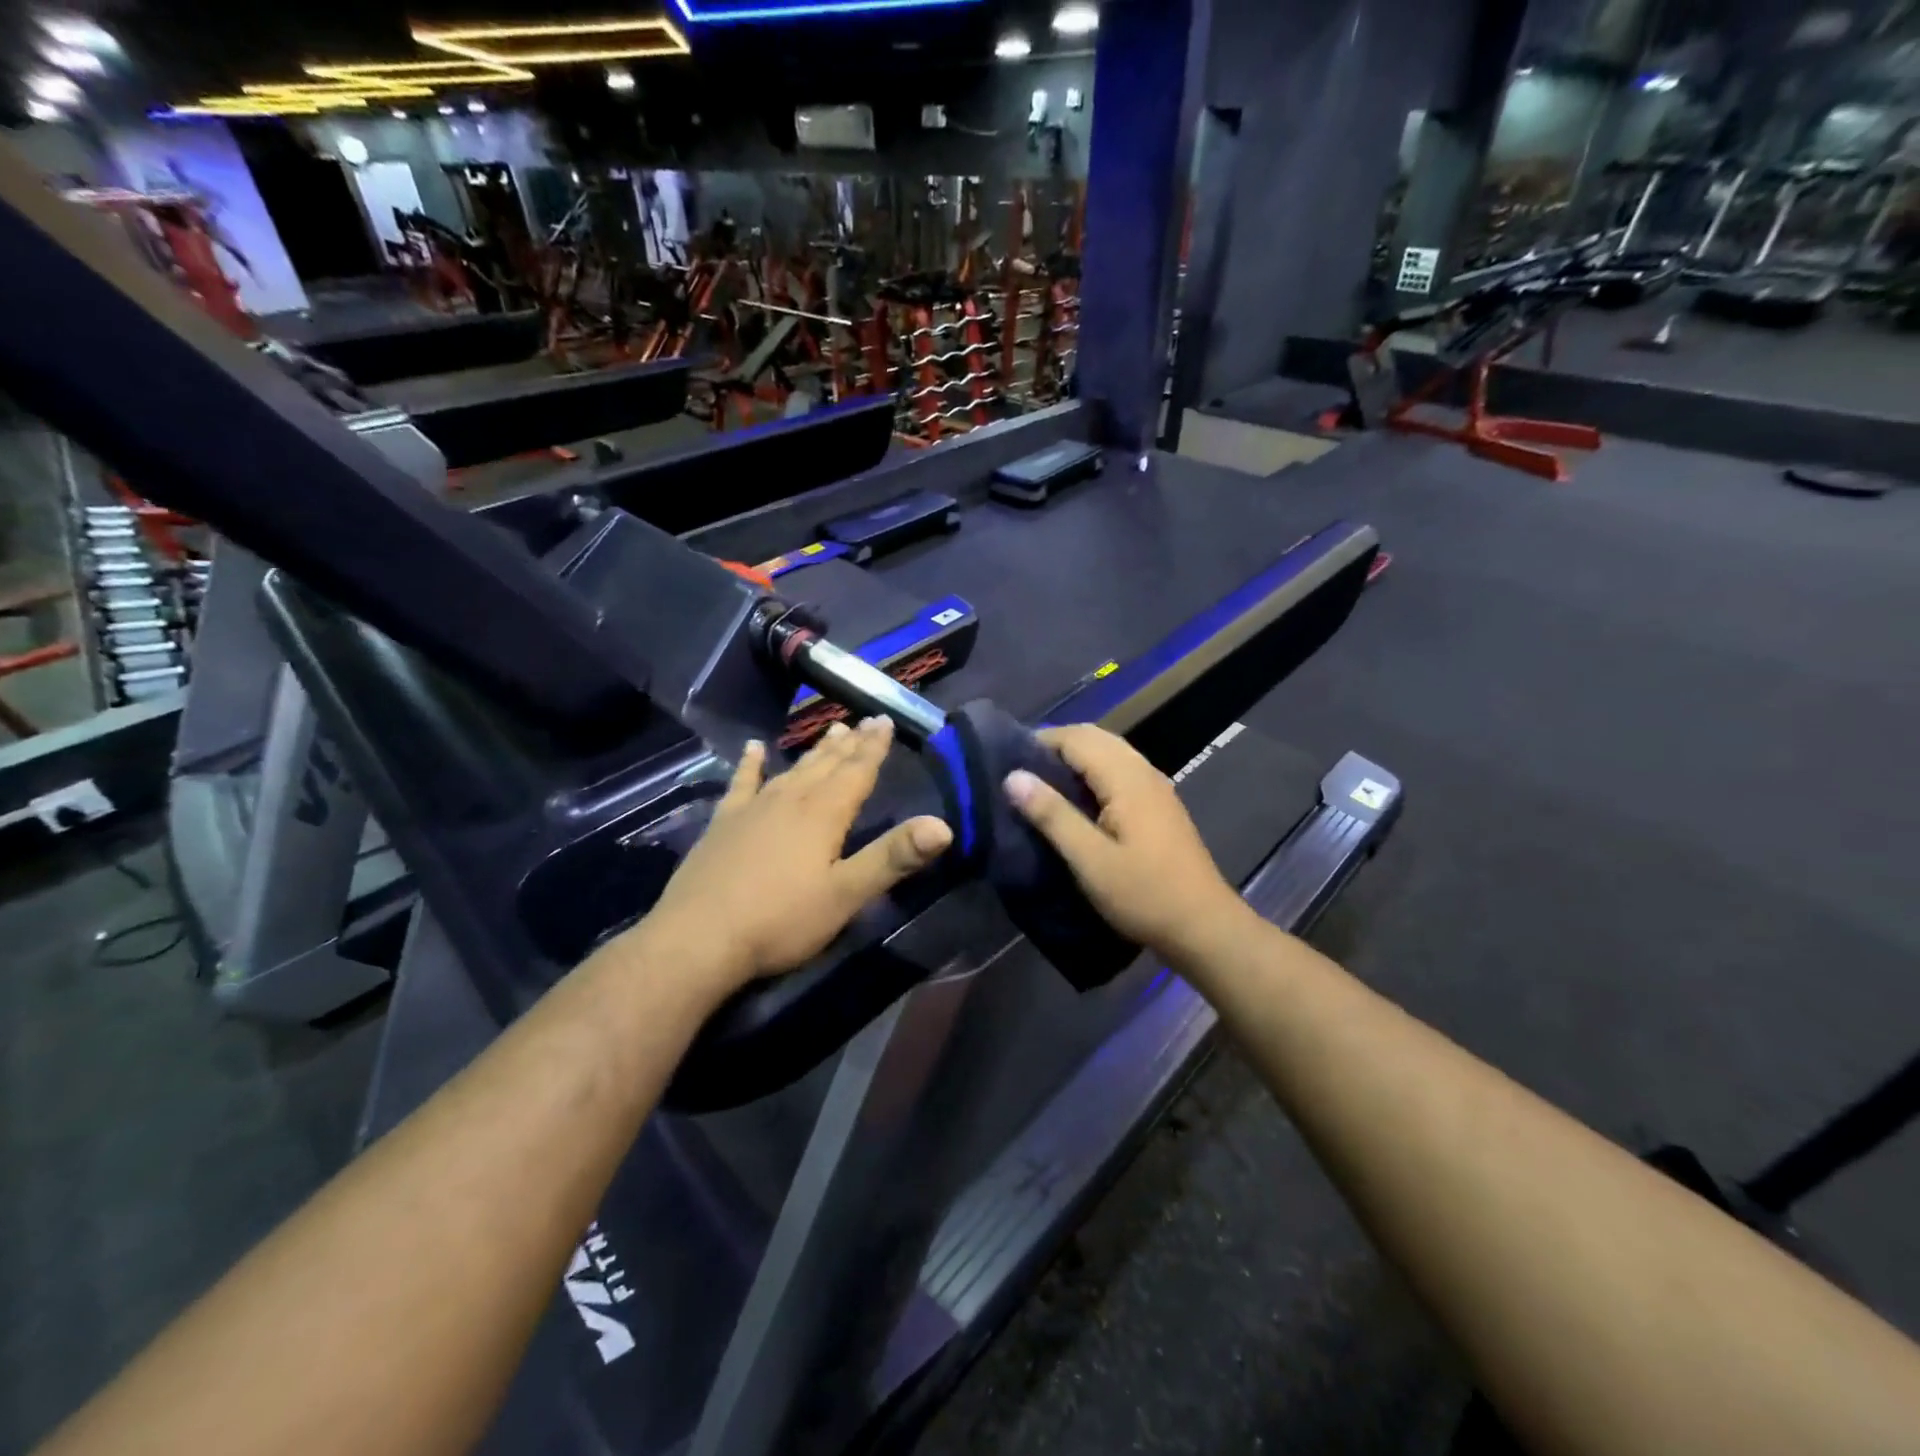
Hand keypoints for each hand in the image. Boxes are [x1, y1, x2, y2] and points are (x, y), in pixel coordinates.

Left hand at [642, 717, 952, 993]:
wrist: (698, 939)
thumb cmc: (781, 920)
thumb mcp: (846, 894)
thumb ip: (893, 858)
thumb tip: (943, 826)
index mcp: (823, 815)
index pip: (857, 772)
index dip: (874, 748)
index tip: (885, 720)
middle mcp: (790, 801)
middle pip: (826, 765)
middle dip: (850, 744)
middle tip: (865, 720)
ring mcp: (753, 810)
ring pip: (792, 771)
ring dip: (814, 752)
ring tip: (831, 730)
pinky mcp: (724, 825)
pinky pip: (741, 784)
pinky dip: (750, 765)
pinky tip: (754, 749)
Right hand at [1004, 724, 1249, 959]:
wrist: (1203, 926)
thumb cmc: (1144, 894)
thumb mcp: (1090, 860)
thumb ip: (1052, 814)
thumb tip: (1013, 776)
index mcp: (1126, 778)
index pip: (1077, 738)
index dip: (1040, 742)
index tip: (1006, 760)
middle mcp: (1143, 771)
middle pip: (1095, 737)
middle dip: (1056, 746)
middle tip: (1020, 771)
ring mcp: (1155, 787)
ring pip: (1109, 752)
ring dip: (1075, 758)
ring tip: (1042, 784)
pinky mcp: (1159, 805)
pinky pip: (1120, 770)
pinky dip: (1093, 771)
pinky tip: (1077, 800)